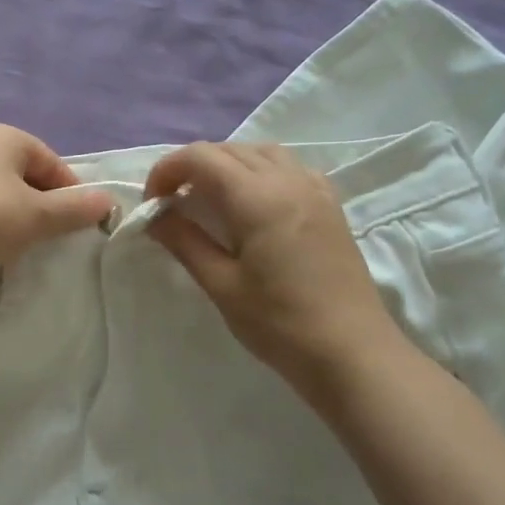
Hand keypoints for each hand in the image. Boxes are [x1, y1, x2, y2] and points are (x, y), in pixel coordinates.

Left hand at [0, 123, 115, 297]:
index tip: (77, 225)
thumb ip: (75, 208)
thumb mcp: (37, 217)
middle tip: (47, 236)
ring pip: (0, 191)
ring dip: (15, 215)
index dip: (70, 193)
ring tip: (18, 244)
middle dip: (42, 203)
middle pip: (25, 174)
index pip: (52, 162)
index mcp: (3, 135)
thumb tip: (108, 200)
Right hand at [144, 142, 415, 409]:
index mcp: (257, 198)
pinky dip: (261, 171)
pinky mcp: (330, 205)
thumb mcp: (222, 285)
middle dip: (192, 167)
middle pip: (229, 150)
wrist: (353, 354)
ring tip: (209, 197)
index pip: (201, 157)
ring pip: (261, 152)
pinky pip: (289, 167)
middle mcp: (287, 180)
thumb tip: (154, 216)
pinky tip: (254, 202)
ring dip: (227, 164)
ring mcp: (314, 190)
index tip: (152, 203)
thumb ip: (185, 241)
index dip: (167, 171)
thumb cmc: (280, 324)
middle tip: (172, 203)